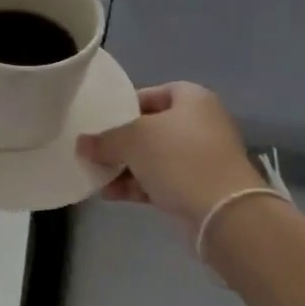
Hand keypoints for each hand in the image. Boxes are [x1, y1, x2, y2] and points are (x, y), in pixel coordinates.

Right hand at [77, 82, 262, 226]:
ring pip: (154, 157)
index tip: (101, 120)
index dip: (124, 105)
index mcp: (192, 99)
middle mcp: (200, 123)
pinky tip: (110, 194)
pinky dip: (137, 185)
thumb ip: (104, 140)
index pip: (152, 93)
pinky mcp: (198, 187)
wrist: (223, 211)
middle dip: (121, 141)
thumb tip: (81, 143)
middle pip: (151, 127)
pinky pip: (161, 180)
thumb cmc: (179, 158)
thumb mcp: (133, 140)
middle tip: (95, 150)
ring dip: (125, 167)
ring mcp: (201, 158)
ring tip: (96, 176)